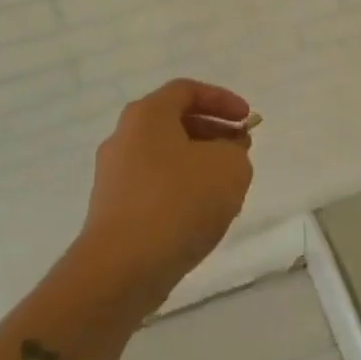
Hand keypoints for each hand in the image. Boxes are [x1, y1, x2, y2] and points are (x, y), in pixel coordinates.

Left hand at [76, 78, 255, 310]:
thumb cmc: (178, 202)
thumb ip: (235, 150)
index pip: (187, 90)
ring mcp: (113, 175)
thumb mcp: (229, 167)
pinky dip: (180, 189)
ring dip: (199, 163)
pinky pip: (153, 186)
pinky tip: (201, 215)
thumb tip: (225, 153)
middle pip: (174, 122)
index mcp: (147, 115)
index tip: (248, 119)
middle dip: (213, 132)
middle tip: (240, 150)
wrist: (121, 268)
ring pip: (164, 156)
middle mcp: (124, 137)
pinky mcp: (112, 209)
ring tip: (227, 187)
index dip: (222, 100)